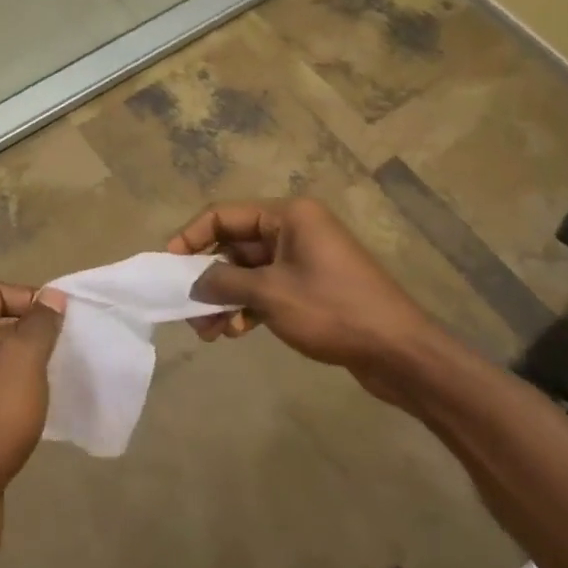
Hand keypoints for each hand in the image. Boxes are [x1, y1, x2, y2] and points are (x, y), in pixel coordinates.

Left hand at [0, 280, 65, 561]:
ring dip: (22, 368)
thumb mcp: (25, 362)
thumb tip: (51, 297)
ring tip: (51, 385)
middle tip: (62, 354)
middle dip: (30, 335)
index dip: (31, 299)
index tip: (61, 325)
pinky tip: (30, 416)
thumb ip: (40, 324)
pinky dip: (9, 397)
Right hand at [167, 197, 442, 406]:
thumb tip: (194, 282)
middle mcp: (295, 228)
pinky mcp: (312, 285)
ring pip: (250, 271)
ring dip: (227, 297)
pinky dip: (249, 306)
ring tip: (209, 332)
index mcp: (287, 215)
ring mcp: (305, 258)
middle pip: (235, 244)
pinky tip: (236, 332)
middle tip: (188, 310)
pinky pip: (268, 287)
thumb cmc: (333, 310)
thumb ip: (224, 283)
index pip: (224, 215)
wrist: (400, 352)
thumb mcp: (271, 294)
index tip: (168, 265)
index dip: (191, 237)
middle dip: (209, 278)